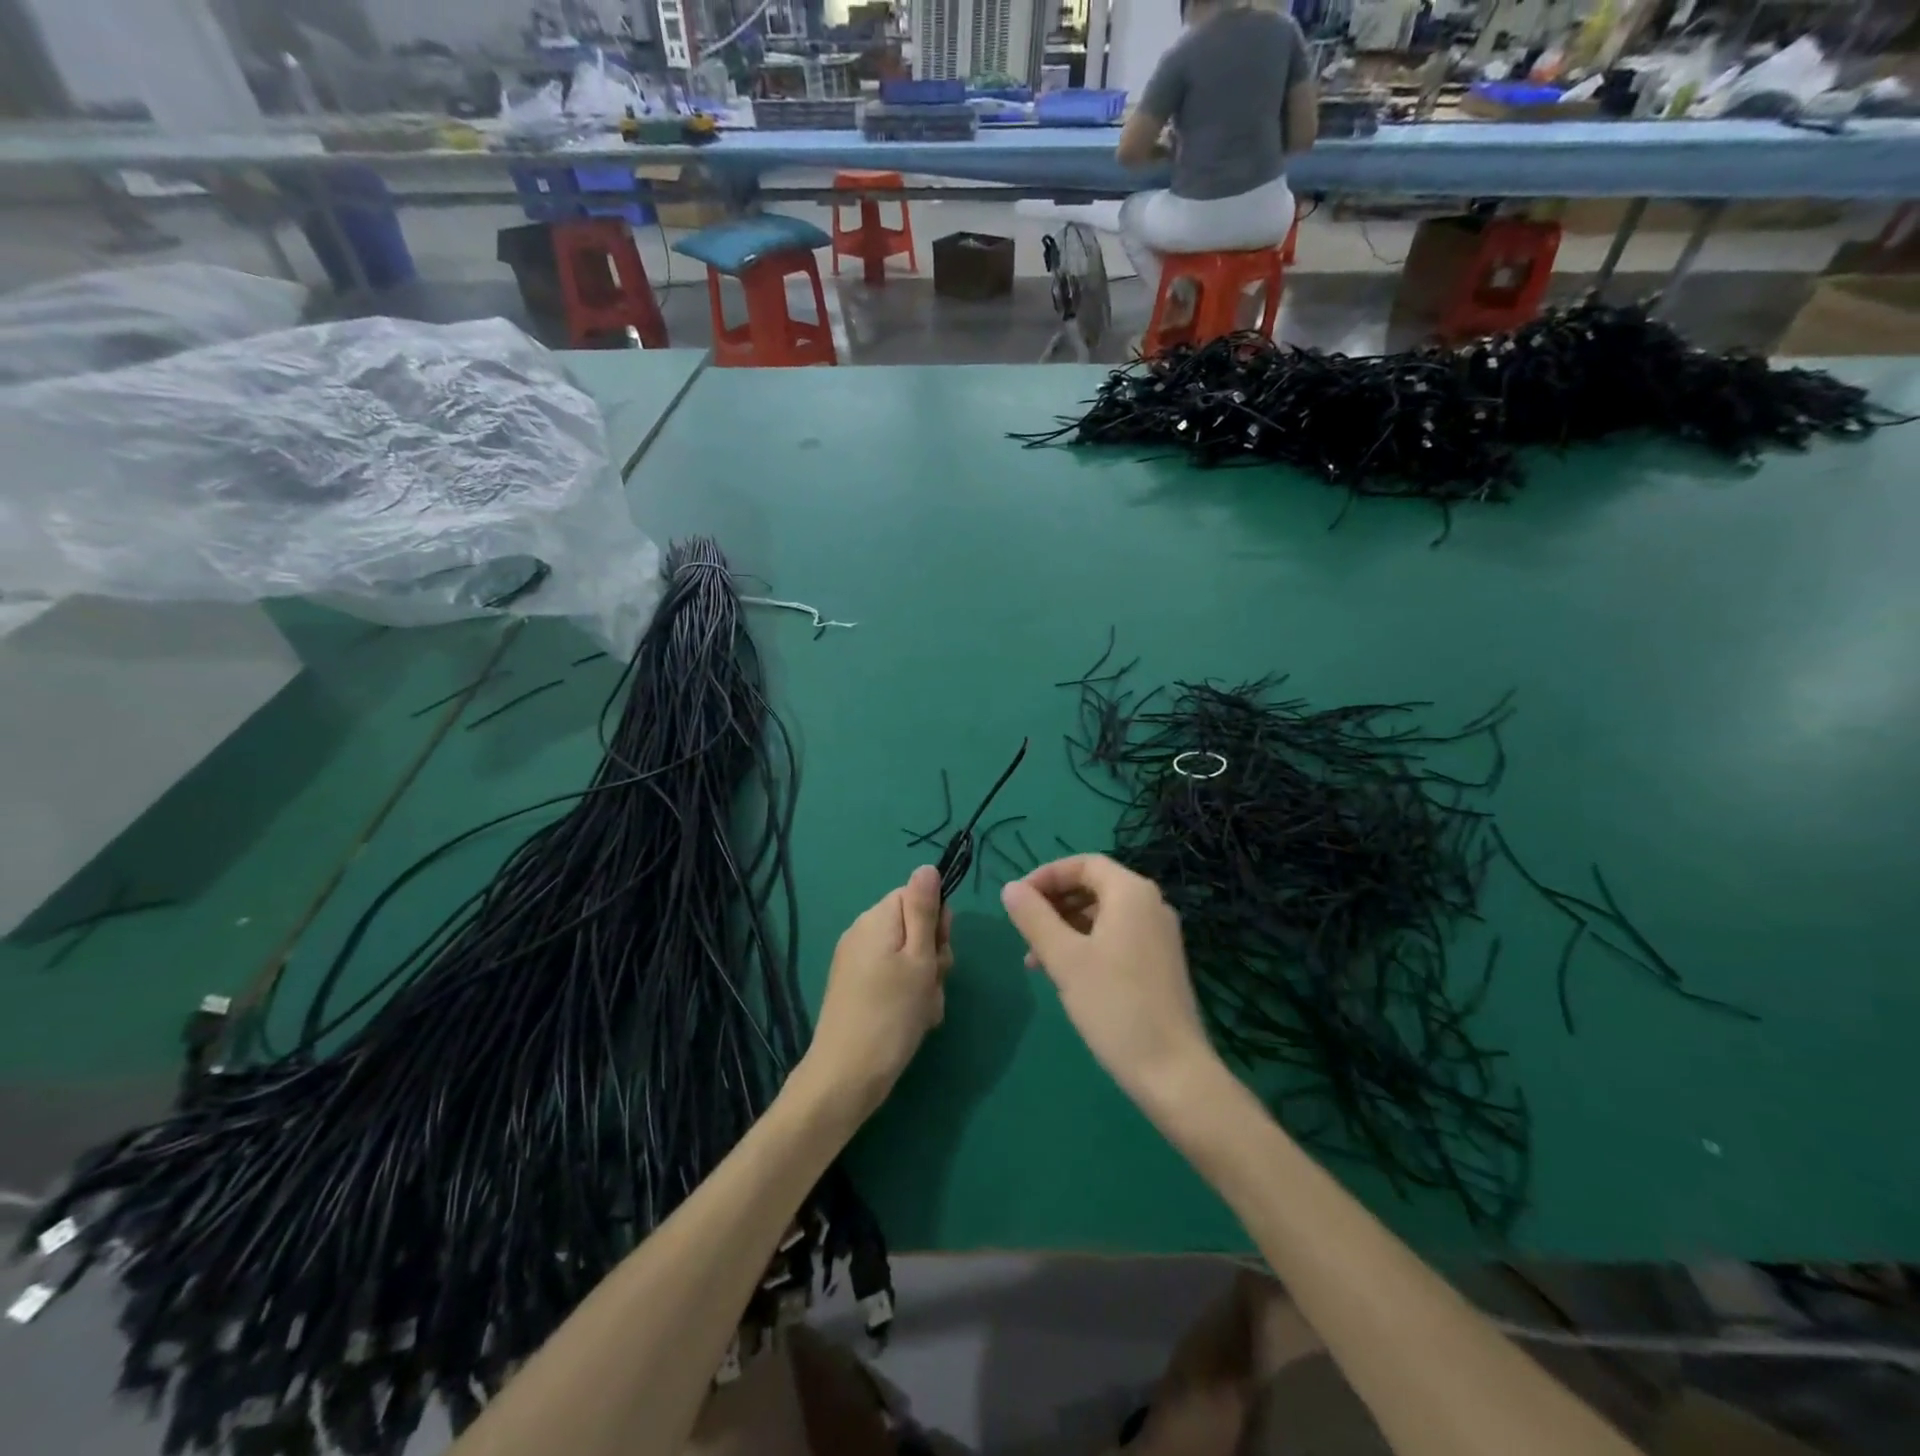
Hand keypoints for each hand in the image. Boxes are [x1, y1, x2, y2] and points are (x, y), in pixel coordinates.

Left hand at [801, 865, 952, 1118]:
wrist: (847, 1076)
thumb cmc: (891, 1013)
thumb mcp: (918, 958)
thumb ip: (924, 910)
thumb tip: (927, 867)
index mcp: (877, 918)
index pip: (917, 896)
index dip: (936, 923)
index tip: (938, 953)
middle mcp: (862, 932)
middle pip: (913, 927)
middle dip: (932, 956)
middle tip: (931, 984)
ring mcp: (855, 961)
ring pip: (908, 957)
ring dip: (924, 981)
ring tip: (922, 1010)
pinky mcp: (854, 987)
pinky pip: (892, 978)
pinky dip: (907, 995)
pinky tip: (911, 1021)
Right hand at [1000, 855, 1216, 1114]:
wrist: (1173, 1071)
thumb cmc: (1115, 1005)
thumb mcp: (1064, 959)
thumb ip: (1034, 918)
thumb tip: (1010, 888)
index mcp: (1131, 893)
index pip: (1084, 863)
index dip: (1046, 876)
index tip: (1016, 901)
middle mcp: (1150, 905)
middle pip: (1093, 887)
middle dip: (1053, 904)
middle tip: (1023, 932)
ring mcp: (1158, 936)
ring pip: (1102, 915)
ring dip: (1065, 928)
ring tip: (1035, 961)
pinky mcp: (1159, 963)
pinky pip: (1115, 937)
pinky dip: (1085, 945)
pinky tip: (1065, 976)